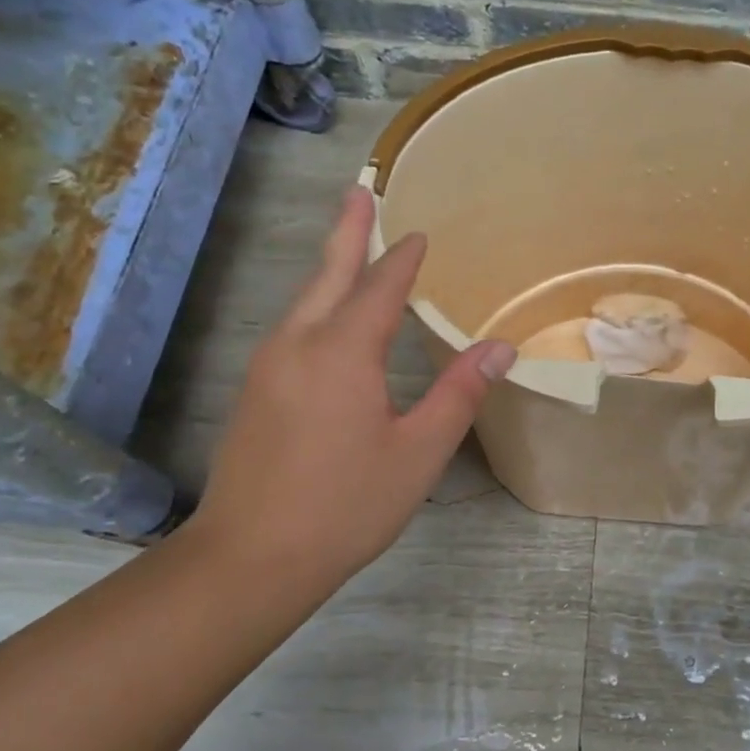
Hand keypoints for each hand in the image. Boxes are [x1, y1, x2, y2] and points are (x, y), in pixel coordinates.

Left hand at [181, 186, 514, 602]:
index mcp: (342, 352)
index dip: (402, 259)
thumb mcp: (418, 452)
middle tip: (360, 192)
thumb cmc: (346, 505)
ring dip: (330, 268)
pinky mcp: (254, 392)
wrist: (250, 558)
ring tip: (350, 247)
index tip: (420, 234)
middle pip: (327, 275)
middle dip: (347, 232)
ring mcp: (268, 367)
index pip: (379, 288)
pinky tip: (328, 320)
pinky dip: (317, 305)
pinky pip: (293, 329)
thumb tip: (500, 347)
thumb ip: (459, 393)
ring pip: (304, 302)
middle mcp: (298, 345)